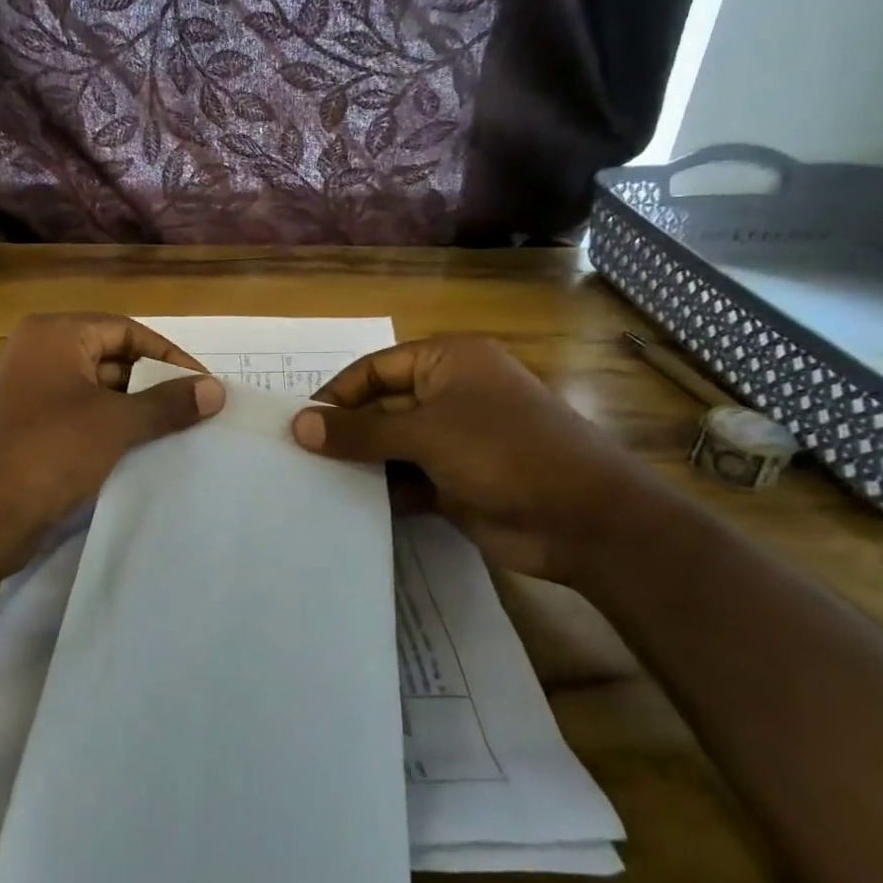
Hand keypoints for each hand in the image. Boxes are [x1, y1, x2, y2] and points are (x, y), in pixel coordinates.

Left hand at [0, 313, 223, 561]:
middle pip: (109, 357)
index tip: (202, 384)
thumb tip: (216, 390)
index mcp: (54, 334)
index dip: (168, 355)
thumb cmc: (49, 450)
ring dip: (132, 409)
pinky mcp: (22, 428)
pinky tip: (136, 451)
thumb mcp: (116, 423)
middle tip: (192, 410)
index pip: (126, 330)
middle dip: (151, 383)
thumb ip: (168, 403)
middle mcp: (36, 353)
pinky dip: (106, 428)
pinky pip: (75, 416)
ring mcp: (25, 391)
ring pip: (93, 390)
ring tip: (174, 432)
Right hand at [290, 333, 666, 586]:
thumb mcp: (426, 433)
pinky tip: (349, 506)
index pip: (375, 369)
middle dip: (345, 432)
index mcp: (447, 362)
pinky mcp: (456, 482)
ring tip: (312, 483)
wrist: (585, 521)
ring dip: (360, 463)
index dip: (337, 394)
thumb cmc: (504, 452)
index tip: (299, 425)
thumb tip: (298, 426)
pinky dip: (382, 490)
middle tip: (297, 458)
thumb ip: (360, 431)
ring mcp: (454, 440)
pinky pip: (406, 479)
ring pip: (392, 446)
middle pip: (381, 407)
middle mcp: (449, 395)